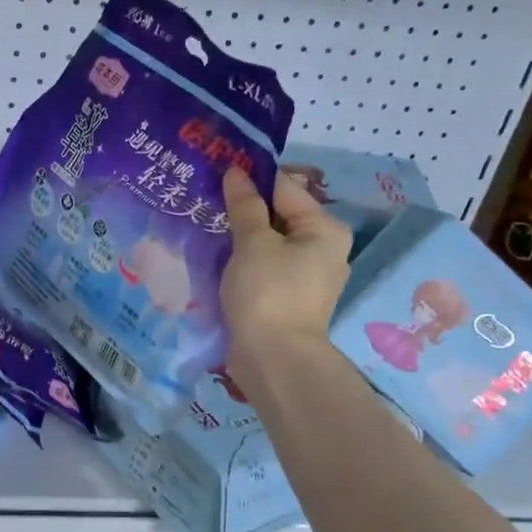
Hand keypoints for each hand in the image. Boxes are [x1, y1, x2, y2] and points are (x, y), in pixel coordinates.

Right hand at [220, 165, 352, 392]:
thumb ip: (245, 206)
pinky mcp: (288, 300)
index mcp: (325, 229)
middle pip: (279, 217)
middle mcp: (323, 250)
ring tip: (207, 229)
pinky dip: (244, 263)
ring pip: (269, 245)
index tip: (216, 175)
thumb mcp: (253, 243)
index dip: (250, 180)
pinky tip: (219, 261)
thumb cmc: (268, 292)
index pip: (285, 189)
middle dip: (244, 211)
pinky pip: (264, 269)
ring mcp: (306, 278)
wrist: (273, 359)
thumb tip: (236, 172)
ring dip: (241, 239)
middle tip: (206, 203)